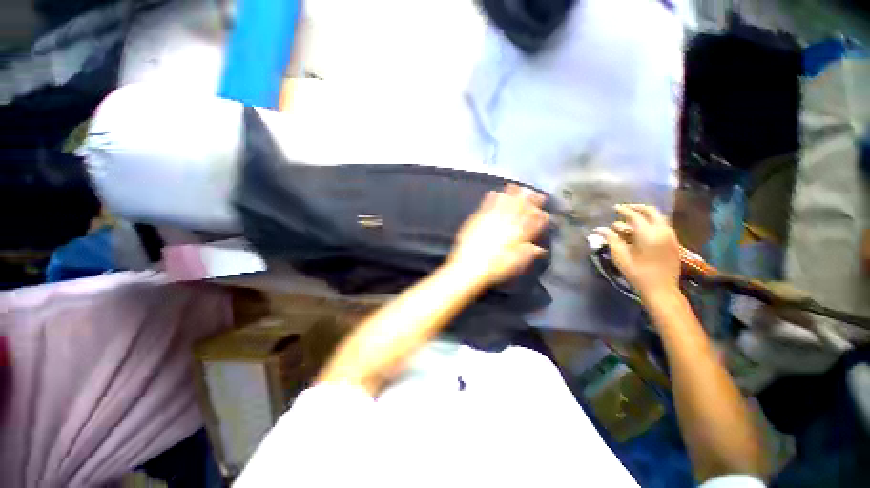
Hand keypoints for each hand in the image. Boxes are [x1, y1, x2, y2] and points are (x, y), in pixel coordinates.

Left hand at [448, 184, 548, 286]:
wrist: (469, 266)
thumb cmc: (494, 268)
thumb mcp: (515, 264)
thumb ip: (528, 253)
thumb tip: (540, 249)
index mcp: (517, 236)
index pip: (531, 223)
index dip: (539, 216)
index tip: (544, 211)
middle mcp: (505, 224)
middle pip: (519, 209)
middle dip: (528, 199)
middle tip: (534, 191)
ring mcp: (491, 220)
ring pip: (504, 204)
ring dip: (512, 194)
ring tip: (517, 186)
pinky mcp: (477, 220)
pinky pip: (486, 205)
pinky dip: (492, 198)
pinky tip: (494, 192)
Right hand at [595, 204, 680, 297]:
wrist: (661, 289)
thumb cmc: (637, 273)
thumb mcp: (620, 256)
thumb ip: (611, 239)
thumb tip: (599, 229)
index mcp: (648, 233)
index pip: (634, 215)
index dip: (623, 210)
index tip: (614, 208)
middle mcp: (662, 231)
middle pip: (651, 211)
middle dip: (637, 208)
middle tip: (624, 209)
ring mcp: (671, 236)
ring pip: (658, 217)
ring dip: (645, 215)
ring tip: (631, 219)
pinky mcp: (674, 242)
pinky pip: (663, 225)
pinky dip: (651, 222)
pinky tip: (641, 229)